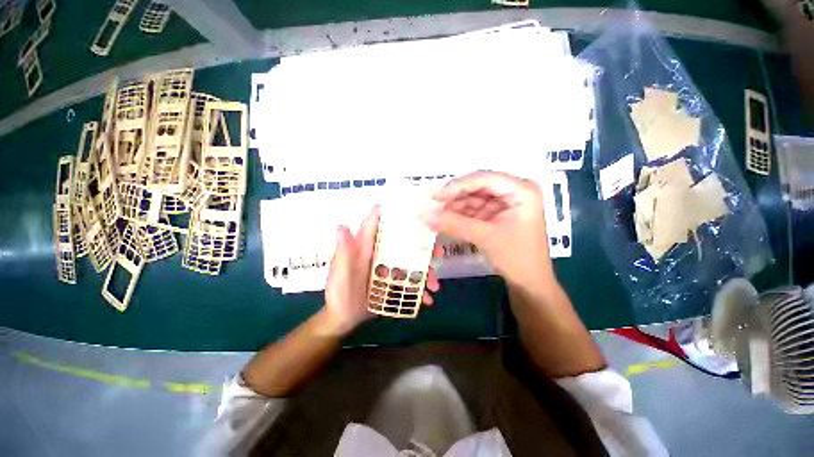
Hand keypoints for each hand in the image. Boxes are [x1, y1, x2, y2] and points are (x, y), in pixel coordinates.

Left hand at [322, 206, 439, 335]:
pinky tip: (427, 299)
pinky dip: (420, 288)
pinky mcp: (393, 281)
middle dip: (423, 245)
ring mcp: (388, 267)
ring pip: (411, 262)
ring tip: (434, 286)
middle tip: (438, 253)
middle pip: (404, 241)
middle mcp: (380, 252)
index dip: (395, 212)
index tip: (417, 211)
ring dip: (426, 270)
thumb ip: (343, 252)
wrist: (343, 319)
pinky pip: (410, 280)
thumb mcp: (340, 273)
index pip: (379, 221)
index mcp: (367, 245)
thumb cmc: (339, 293)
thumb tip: (341, 226)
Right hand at [421, 171, 553, 288]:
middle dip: (455, 199)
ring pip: (474, 199)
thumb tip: (423, 215)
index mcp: (522, 190)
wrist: (530, 284)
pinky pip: (475, 210)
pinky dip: (461, 216)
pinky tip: (446, 222)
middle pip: (478, 188)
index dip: (457, 186)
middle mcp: (515, 191)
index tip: (435, 197)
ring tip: (436, 217)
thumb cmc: (517, 258)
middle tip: (433, 207)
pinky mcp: (499, 215)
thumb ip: (454, 224)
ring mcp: (506, 203)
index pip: (484, 179)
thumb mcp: (485, 237)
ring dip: (455, 208)